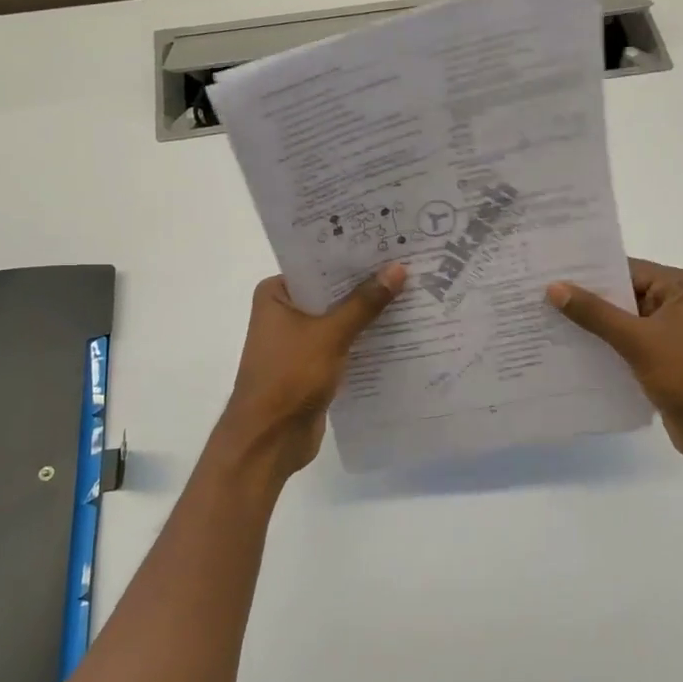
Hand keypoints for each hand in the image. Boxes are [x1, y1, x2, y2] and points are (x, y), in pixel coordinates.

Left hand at [216, 265, 406, 482]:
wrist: (269, 440)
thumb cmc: (290, 376)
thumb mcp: (330, 334)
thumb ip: (364, 303)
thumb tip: (398, 269)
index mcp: (276, 294)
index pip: (319, 263)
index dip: (353, 254)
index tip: (389, 241)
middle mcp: (285, 312)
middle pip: (332, 290)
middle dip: (367, 283)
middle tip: (410, 264)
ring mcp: (299, 340)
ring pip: (340, 318)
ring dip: (369, 313)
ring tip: (413, 292)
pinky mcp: (313, 365)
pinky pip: (344, 343)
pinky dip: (365, 339)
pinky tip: (400, 331)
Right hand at [548, 258, 682, 469]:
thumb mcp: (638, 340)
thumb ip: (595, 313)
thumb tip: (554, 287)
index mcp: (679, 287)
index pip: (626, 268)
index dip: (587, 271)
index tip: (548, 271)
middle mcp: (675, 303)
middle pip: (621, 293)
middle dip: (583, 298)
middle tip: (536, 294)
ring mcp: (668, 333)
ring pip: (619, 321)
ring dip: (589, 325)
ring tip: (543, 320)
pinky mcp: (660, 359)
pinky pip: (624, 344)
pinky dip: (601, 346)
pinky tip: (566, 349)